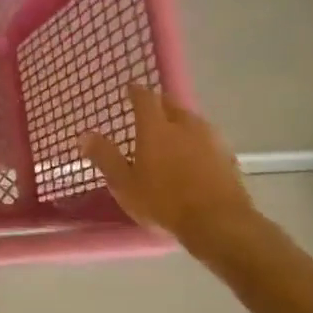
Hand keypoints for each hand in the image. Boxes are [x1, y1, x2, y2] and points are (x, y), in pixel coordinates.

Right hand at [80, 84, 255, 251]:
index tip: (129, 89)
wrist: (219, 223)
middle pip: (171, 104)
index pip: (145, 97)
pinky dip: (196, 141)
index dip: (136, 91)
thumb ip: (104, 156)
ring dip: (179, 122)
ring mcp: (210, 139)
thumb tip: (84, 134)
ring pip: (191, 120)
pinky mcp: (228, 156)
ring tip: (169, 134)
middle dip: (158, 104)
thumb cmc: (163, 202)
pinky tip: (193, 156)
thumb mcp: (124, 183)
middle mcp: (185, 125)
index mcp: (156, 128)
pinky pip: (207, 139)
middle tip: (147, 113)